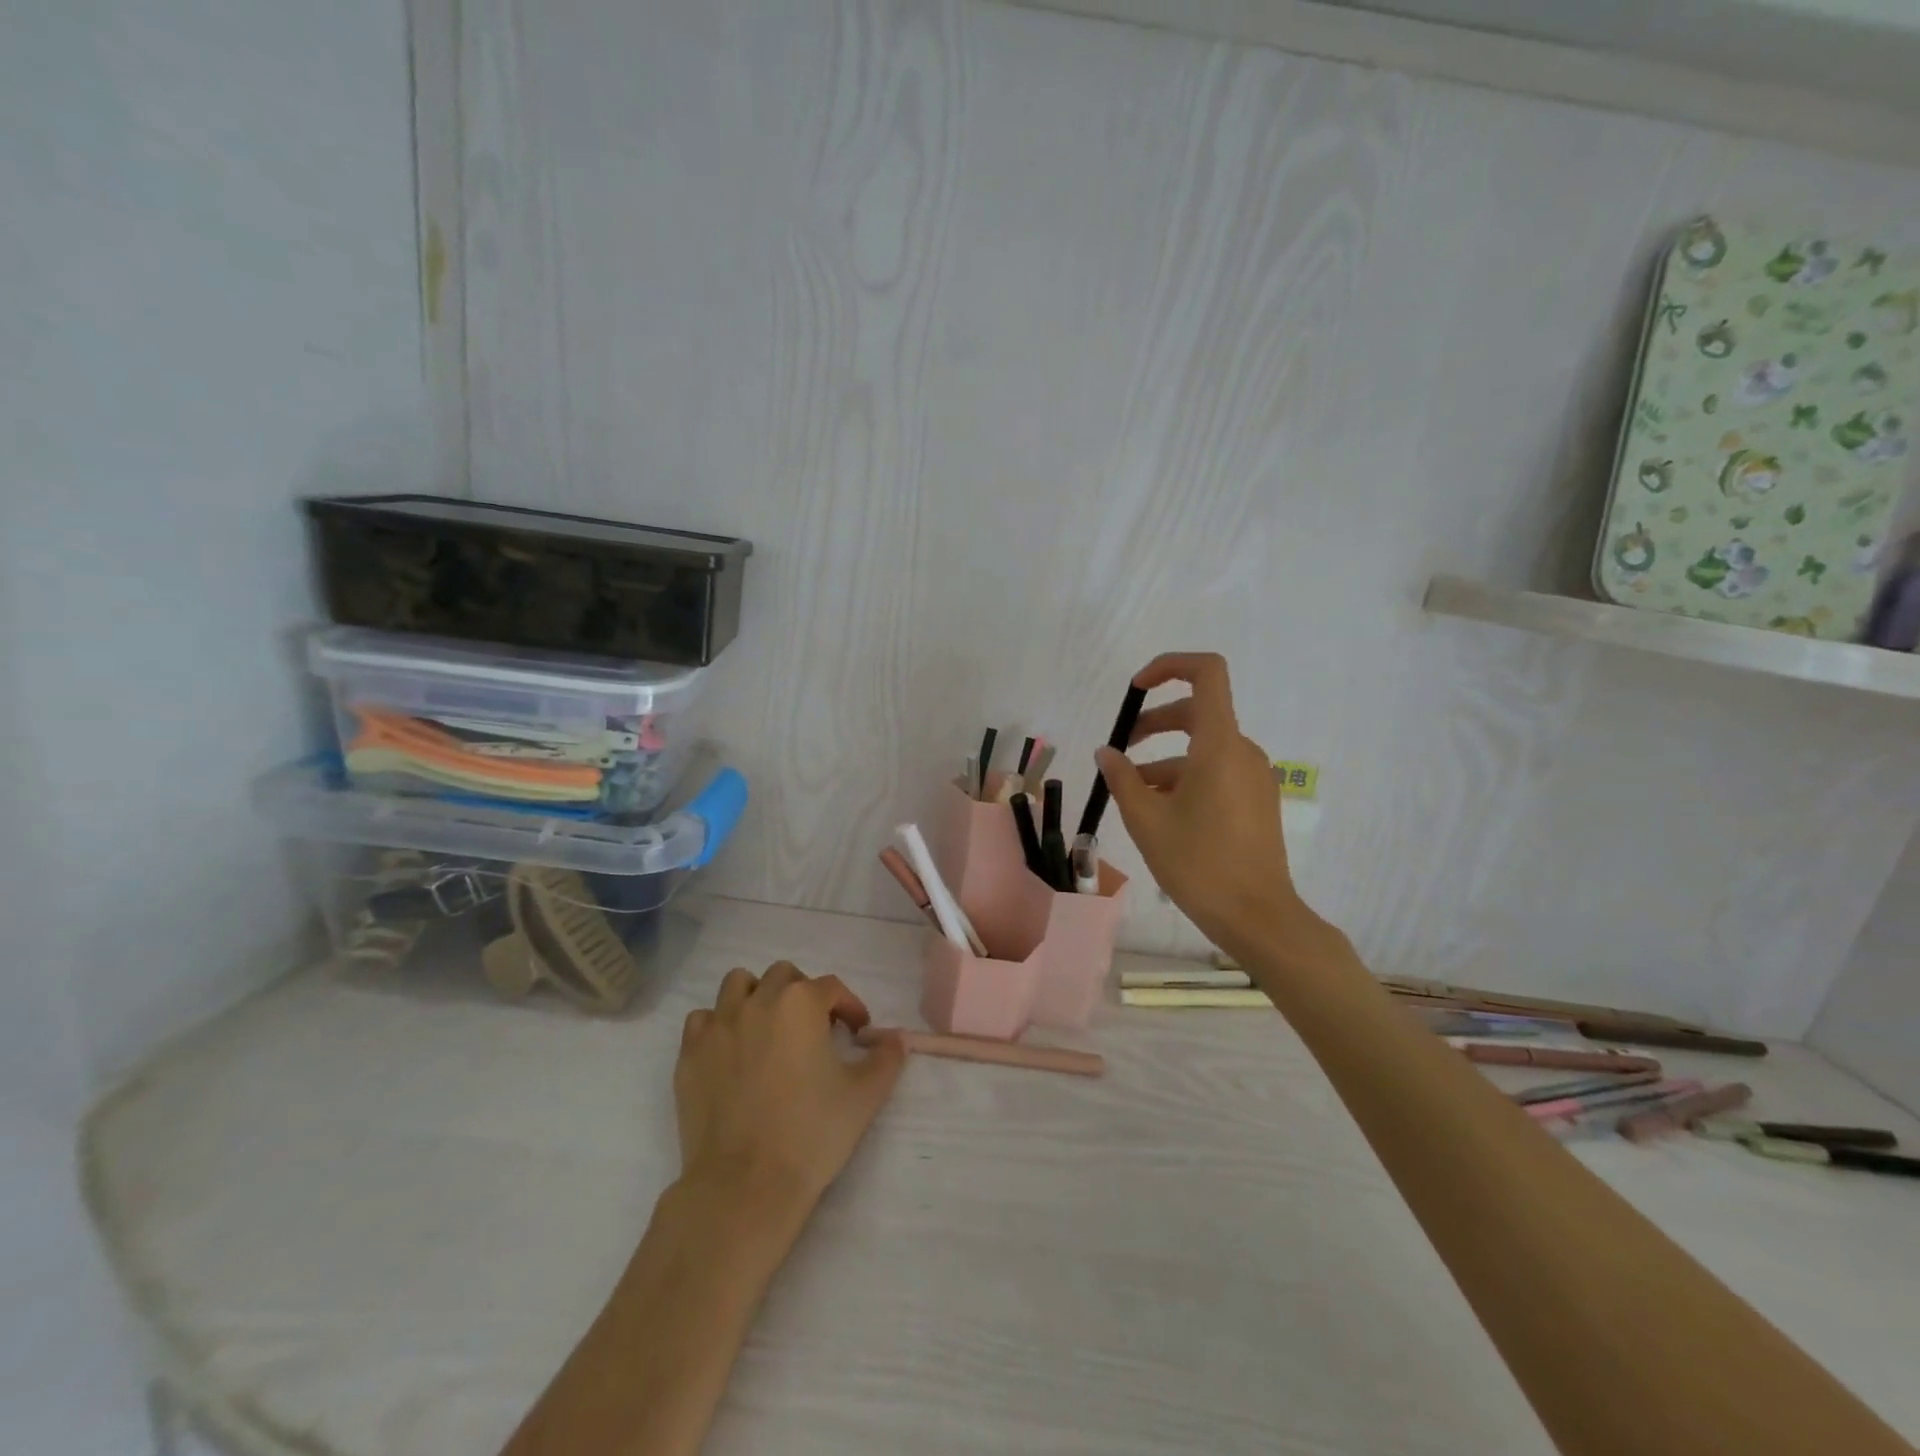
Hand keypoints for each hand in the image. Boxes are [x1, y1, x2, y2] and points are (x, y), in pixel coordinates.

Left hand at [675, 961, 905, 1215]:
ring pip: (738, 984)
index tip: (857, 1032)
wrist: (745, 1185)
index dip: (849, 1006)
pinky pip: (702, 1020)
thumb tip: (897, 1039)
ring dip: (757, 996)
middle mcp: (758, 1001)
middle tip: (814, 1029)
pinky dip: (718, 1026)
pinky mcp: (690, 1054)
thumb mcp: (864, 1096)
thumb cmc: (812, 1133)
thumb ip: (886, 1058)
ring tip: (769, 1029)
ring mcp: (718, 1026)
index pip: (832, 987)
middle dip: (803, 994)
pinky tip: (731, 1052)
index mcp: (802, 1003)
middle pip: (783, 975)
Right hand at [1095, 653, 1321, 964]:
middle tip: (1120, 750)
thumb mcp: (1146, 819)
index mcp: (1220, 745)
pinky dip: (1186, 777)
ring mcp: (1254, 777)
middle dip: (1154, 723)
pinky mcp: (1257, 800)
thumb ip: (1122, 778)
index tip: (1136, 688)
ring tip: (1132, 793)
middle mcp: (1243, 751)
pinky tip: (1160, 811)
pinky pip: (1217, 771)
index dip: (1170, 666)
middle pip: (1198, 713)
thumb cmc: (1198, 863)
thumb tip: (1108, 752)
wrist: (1257, 916)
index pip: (1207, 673)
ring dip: (1165, 759)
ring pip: (1204, 748)